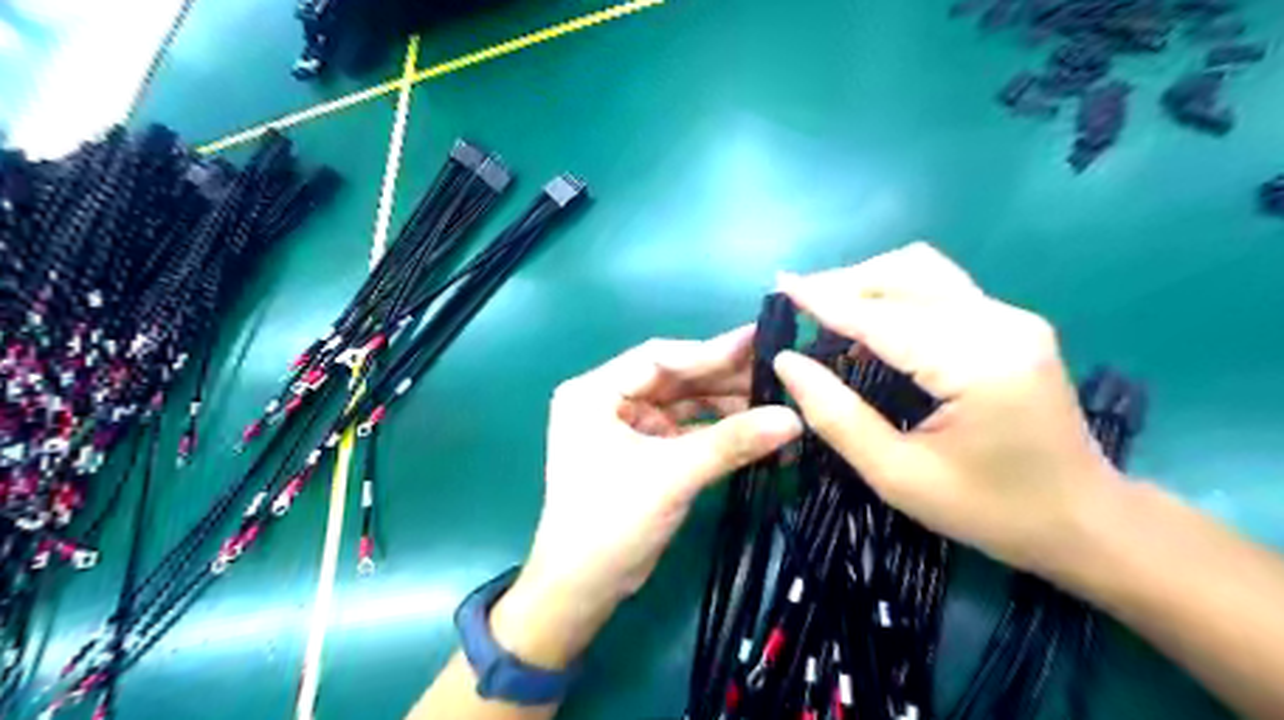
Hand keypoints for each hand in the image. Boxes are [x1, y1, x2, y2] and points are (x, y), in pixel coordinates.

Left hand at [491, 330, 798, 666]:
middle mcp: (607, 400)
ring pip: (682, 403)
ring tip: (774, 402)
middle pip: (674, 378)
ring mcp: (626, 426)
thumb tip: (794, 417)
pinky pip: (684, 429)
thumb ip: (731, 442)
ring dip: (724, 404)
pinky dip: (716, 431)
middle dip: (723, 378)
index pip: (659, 358)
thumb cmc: (613, 522)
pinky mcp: (643, 451)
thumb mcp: (672, 475)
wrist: (583, 589)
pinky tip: (754, 429)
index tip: (760, 341)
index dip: (710, 350)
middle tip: (776, 370)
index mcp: (595, 392)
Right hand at [772, 242, 1127, 579]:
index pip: (883, 317)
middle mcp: (1000, 323)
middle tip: (798, 305)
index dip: (825, 301)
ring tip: (825, 310)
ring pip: (923, 271)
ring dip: (868, 283)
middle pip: (906, 273)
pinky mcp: (1010, 324)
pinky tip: (866, 325)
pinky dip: (893, 296)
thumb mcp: (898, 476)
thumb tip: (787, 363)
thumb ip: (837, 416)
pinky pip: (939, 290)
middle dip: (845, 283)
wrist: (1084, 520)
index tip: (779, 288)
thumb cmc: (990, 510)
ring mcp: (1011, 318)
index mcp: (977, 363)